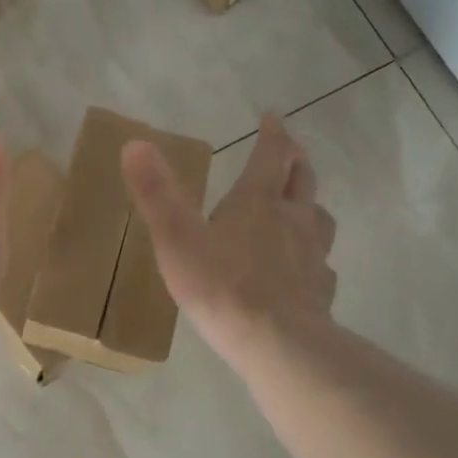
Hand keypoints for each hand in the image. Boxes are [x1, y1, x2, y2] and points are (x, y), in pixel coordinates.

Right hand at [122, 111, 336, 371]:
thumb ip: (157, 193)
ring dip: (310, 205)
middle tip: (291, 153)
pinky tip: (305, 270)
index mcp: (257, 202)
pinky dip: (314, 257)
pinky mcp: (321, 289)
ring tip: (302, 208)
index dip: (272, 133)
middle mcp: (292, 220)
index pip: (270, 155)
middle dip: (295, 162)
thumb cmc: (220, 287)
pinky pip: (322, 265)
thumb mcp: (176, 239)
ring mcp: (312, 255)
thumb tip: (135, 143)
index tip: (273, 116)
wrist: (275, 341)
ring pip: (320, 218)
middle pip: (302, 180)